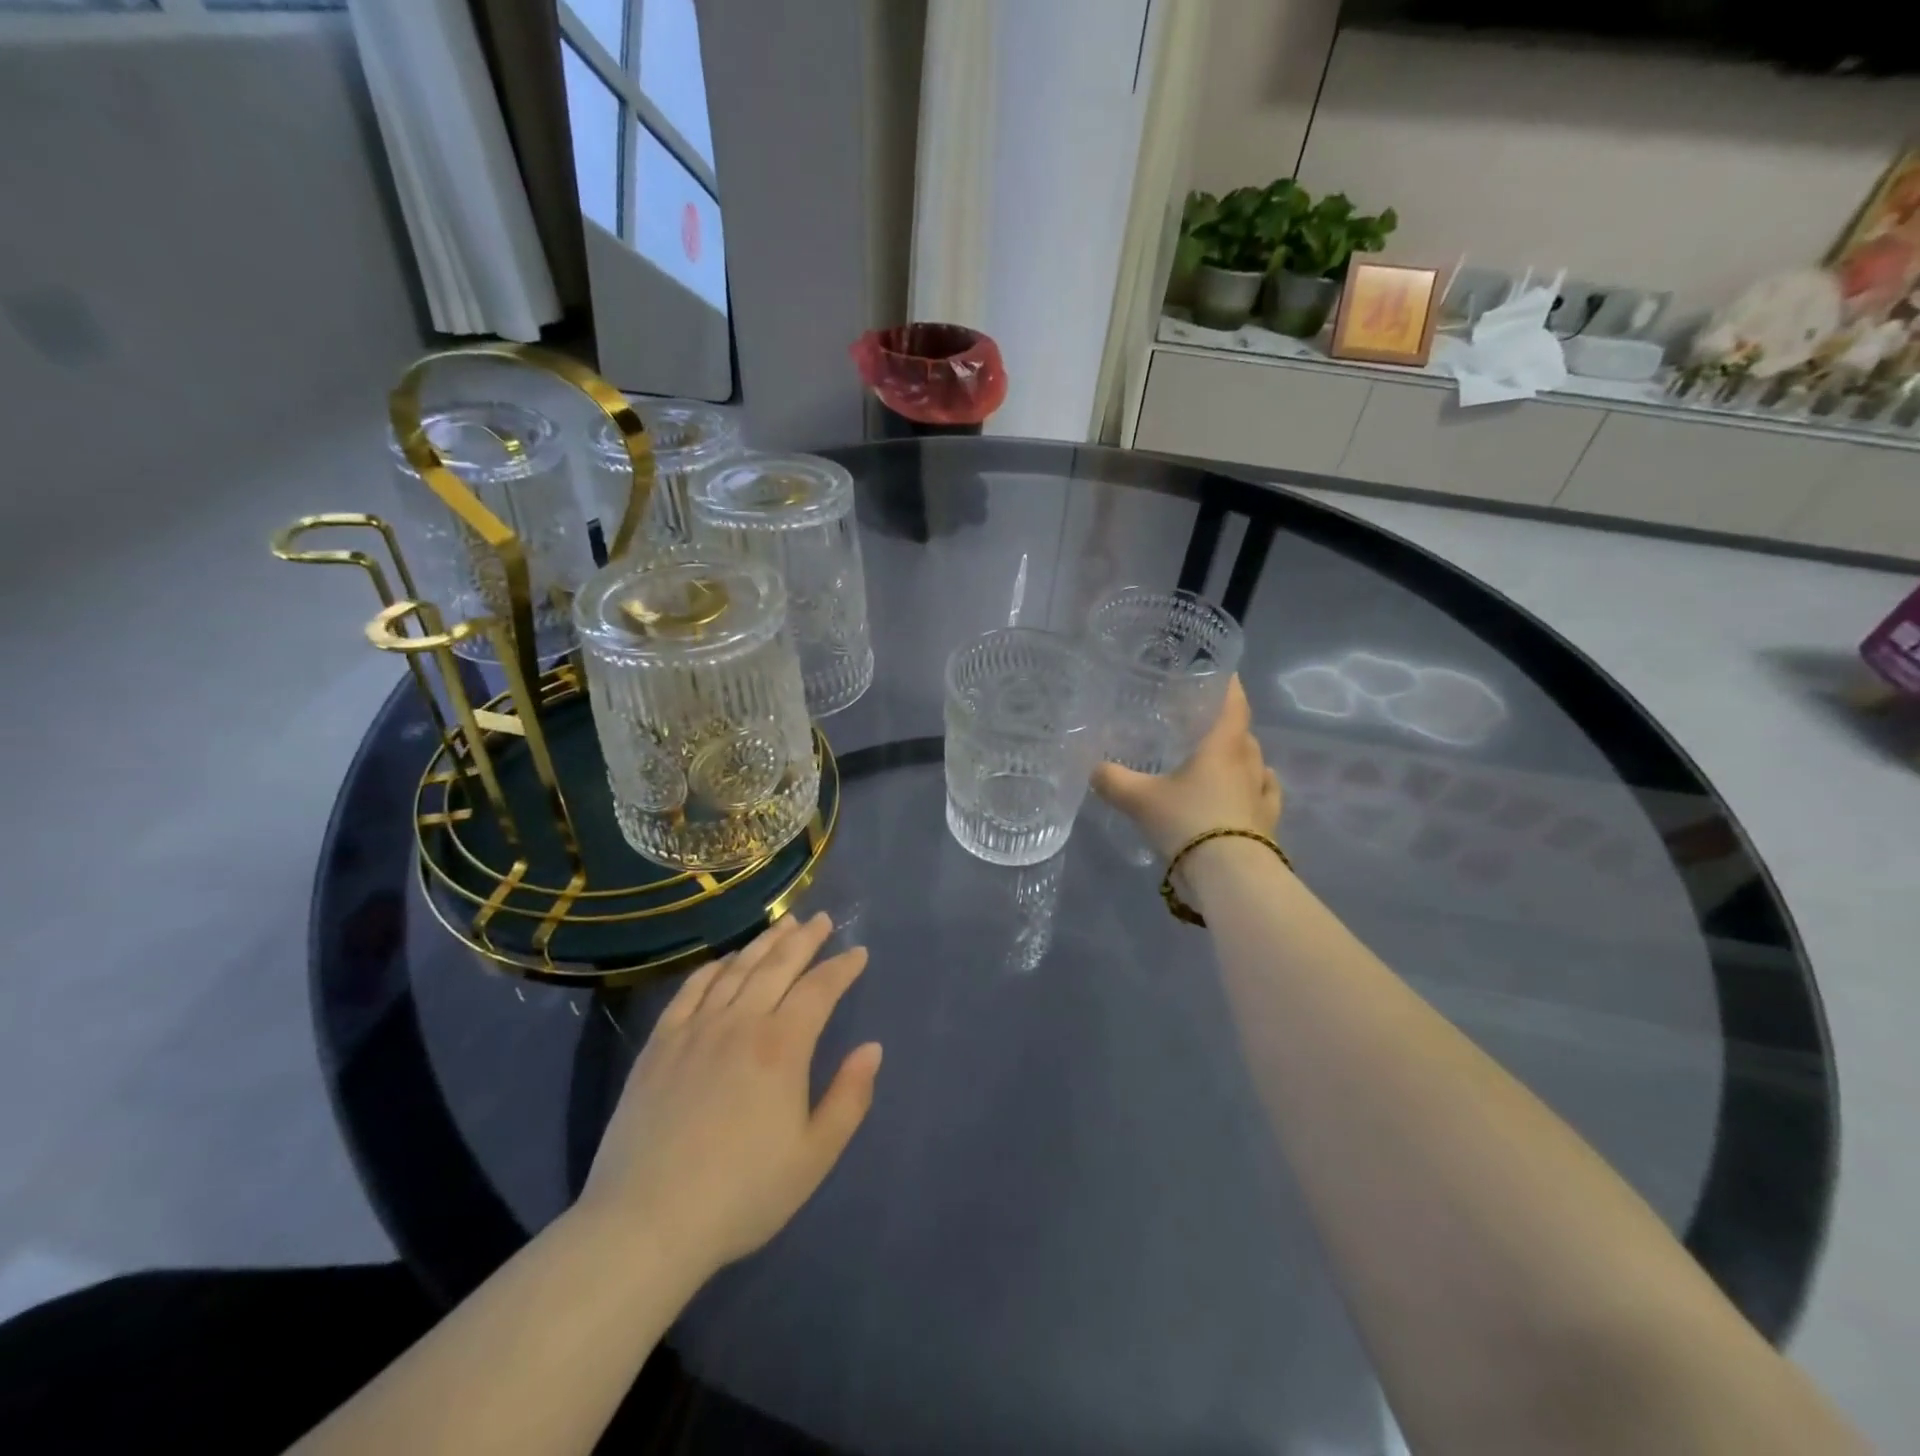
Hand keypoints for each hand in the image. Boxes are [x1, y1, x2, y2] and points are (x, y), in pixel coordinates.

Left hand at [577, 913, 881, 1280]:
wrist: (645, 1223)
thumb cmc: (741, 1195)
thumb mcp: (813, 1157)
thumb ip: (849, 1098)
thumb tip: (872, 1048)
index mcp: (782, 1046)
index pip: (819, 989)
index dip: (842, 967)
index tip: (858, 953)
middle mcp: (740, 1022)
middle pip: (778, 965)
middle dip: (805, 939)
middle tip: (821, 920)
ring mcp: (695, 1029)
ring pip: (737, 969)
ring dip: (765, 942)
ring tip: (784, 924)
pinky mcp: (660, 1044)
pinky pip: (692, 989)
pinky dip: (714, 967)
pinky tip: (725, 960)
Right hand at [1092, 675, 1280, 858]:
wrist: (1229, 875)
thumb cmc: (1187, 822)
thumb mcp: (1140, 800)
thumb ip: (1114, 781)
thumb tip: (1093, 768)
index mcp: (1223, 748)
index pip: (1234, 706)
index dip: (1230, 687)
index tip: (1225, 674)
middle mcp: (1248, 766)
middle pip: (1244, 736)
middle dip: (1229, 728)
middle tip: (1204, 726)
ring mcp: (1262, 796)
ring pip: (1257, 766)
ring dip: (1243, 760)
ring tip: (1222, 761)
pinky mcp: (1268, 825)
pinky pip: (1265, 797)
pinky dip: (1255, 791)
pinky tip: (1245, 796)